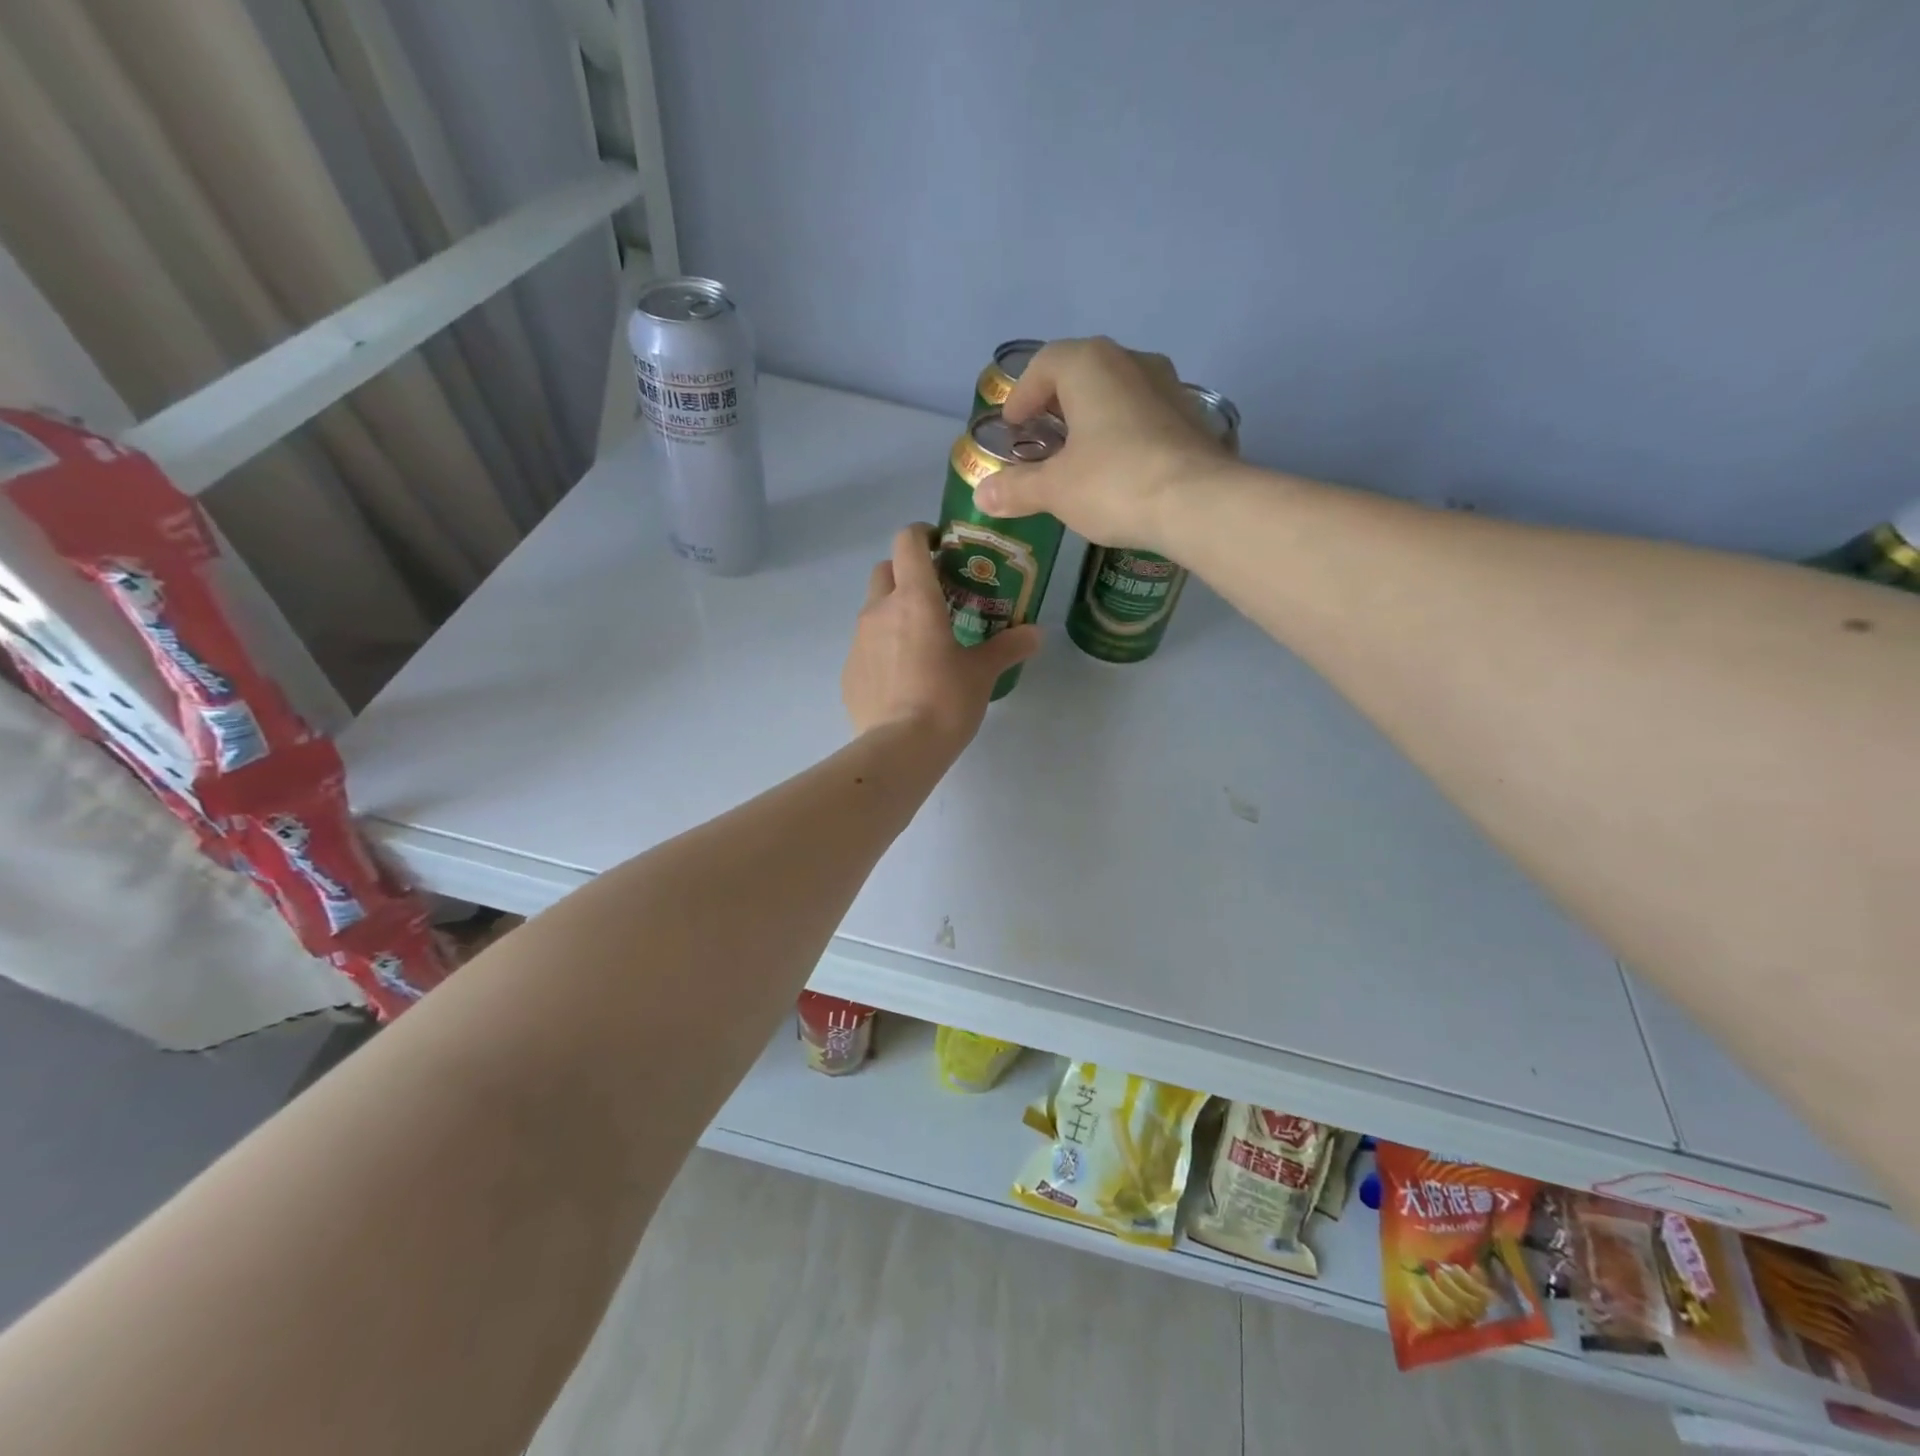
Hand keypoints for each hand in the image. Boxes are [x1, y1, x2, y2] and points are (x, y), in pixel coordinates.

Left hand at [843, 524, 1041, 746]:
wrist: (899, 749)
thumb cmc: (945, 700)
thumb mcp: (983, 673)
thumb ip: (1008, 647)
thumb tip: (1036, 634)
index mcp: (914, 598)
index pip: (907, 542)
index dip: (922, 535)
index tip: (940, 546)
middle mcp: (879, 610)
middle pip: (885, 570)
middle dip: (906, 572)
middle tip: (934, 595)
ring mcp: (858, 641)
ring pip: (873, 609)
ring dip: (893, 611)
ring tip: (921, 640)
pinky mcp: (849, 671)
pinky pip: (866, 646)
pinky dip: (882, 648)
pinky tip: (902, 677)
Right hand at [979, 337, 1229, 551]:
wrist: (1199, 503)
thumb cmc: (1114, 483)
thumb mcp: (1055, 490)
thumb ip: (1016, 488)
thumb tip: (982, 495)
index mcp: (1090, 365)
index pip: (1044, 364)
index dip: (1022, 395)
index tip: (1012, 426)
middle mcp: (1131, 361)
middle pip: (1082, 372)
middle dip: (1056, 403)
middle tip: (1041, 437)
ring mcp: (1168, 386)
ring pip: (1117, 391)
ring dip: (1093, 416)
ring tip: (1078, 453)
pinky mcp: (1191, 417)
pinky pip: (1144, 414)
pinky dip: (1123, 432)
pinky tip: (1118, 467)